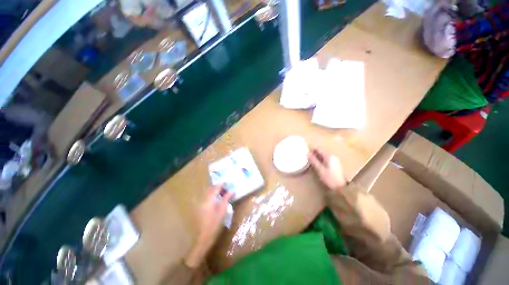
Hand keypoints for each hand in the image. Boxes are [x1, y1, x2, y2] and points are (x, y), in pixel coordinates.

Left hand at [185, 185, 233, 267]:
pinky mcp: (200, 207)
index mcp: (209, 199)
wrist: (204, 236)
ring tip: (223, 194)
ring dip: (216, 191)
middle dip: (219, 187)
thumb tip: (232, 190)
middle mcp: (203, 199)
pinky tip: (218, 200)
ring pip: (209, 193)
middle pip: (211, 189)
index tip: (228, 183)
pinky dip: (213, 196)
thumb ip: (227, 198)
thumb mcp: (223, 209)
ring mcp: (201, 203)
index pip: (215, 187)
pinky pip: (207, 197)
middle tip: (227, 188)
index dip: (222, 184)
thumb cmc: (215, 222)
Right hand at [308, 148, 347, 190]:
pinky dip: (320, 160)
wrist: (340, 187)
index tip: (306, 153)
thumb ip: (313, 160)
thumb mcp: (320, 169)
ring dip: (317, 157)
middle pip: (321, 152)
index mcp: (329, 156)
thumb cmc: (329, 178)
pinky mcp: (335, 164)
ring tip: (311, 162)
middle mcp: (332, 156)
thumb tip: (307, 153)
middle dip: (314, 154)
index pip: (319, 149)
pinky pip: (325, 159)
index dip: (312, 150)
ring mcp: (334, 160)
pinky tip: (317, 165)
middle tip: (307, 158)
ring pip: (323, 156)